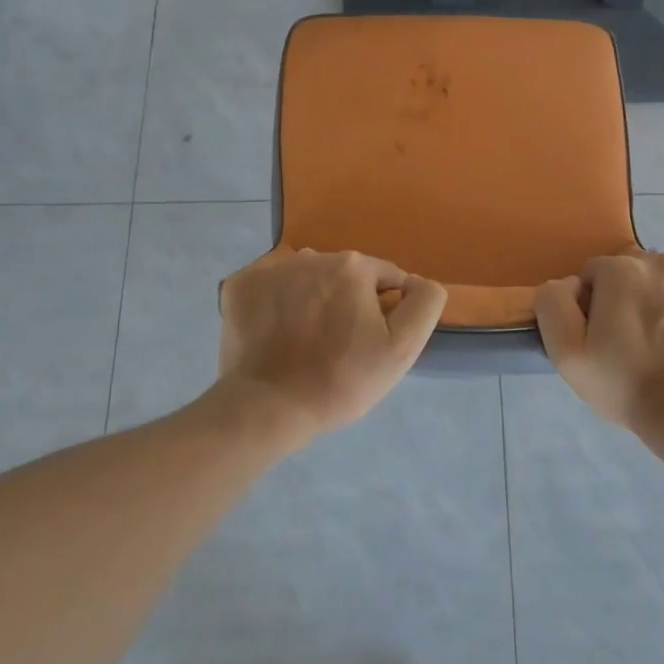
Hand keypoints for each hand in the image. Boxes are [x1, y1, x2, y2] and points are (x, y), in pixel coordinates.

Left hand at [218, 249, 447, 439]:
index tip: (369, 343)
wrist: (267, 408)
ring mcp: (270, 269)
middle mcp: (312, 256)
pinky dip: (276, 305)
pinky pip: (270, 288)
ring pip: (307, 280)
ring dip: (312, 301)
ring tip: (305, 342)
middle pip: (344, 276)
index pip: (385, 278)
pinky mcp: (239, 286)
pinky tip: (275, 335)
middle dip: (347, 302)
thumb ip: (424, 303)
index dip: (384, 310)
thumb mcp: (402, 348)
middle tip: (339, 346)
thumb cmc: (341, 380)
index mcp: (353, 266)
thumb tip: (415, 281)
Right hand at [534, 253, 663, 453]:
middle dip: (630, 297)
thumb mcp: (566, 354)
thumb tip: (568, 284)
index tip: (605, 338)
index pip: (595, 275)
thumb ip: (553, 304)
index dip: (595, 306)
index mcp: (619, 269)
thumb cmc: (625, 384)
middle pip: (634, 271)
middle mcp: (661, 259)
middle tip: (636, 341)